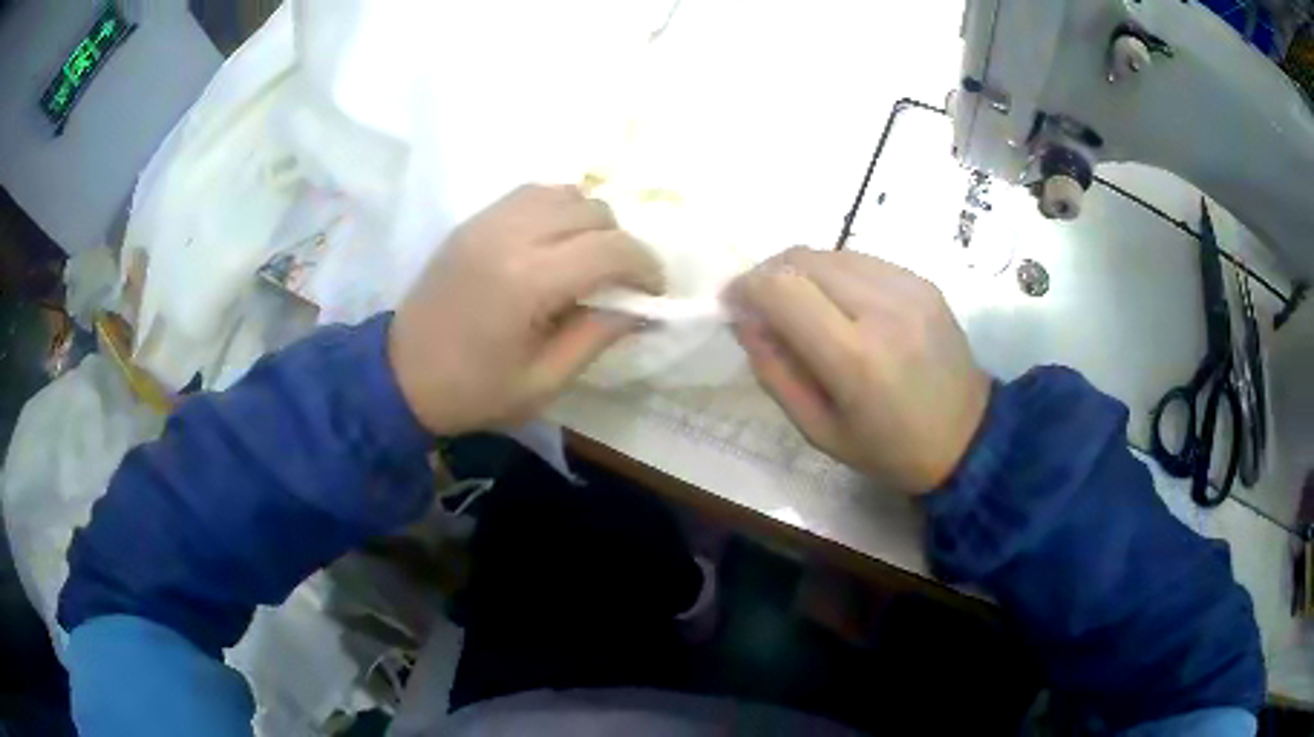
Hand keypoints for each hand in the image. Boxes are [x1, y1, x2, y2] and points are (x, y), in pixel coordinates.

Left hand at [389, 184, 663, 434]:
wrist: (398, 377)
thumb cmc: (472, 391)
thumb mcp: (544, 381)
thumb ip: (598, 336)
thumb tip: (641, 308)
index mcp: (528, 281)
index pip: (612, 249)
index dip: (646, 267)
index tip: (653, 293)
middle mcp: (509, 235)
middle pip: (594, 210)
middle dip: (621, 244)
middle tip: (619, 283)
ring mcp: (487, 221)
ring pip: (565, 192)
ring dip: (590, 221)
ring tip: (586, 259)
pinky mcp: (473, 220)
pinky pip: (532, 194)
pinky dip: (557, 210)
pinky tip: (554, 244)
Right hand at [729, 248, 990, 494]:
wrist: (969, 437)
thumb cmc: (889, 449)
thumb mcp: (819, 431)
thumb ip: (775, 372)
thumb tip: (745, 320)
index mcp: (855, 357)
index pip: (782, 288)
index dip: (746, 287)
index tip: (733, 304)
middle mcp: (883, 308)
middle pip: (803, 258)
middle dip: (770, 274)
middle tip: (763, 305)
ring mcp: (908, 288)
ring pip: (831, 252)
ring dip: (802, 272)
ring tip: (803, 306)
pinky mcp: (923, 281)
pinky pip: (862, 260)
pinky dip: (837, 274)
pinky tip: (842, 304)